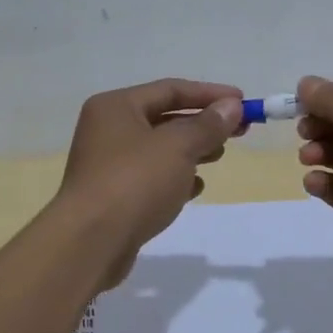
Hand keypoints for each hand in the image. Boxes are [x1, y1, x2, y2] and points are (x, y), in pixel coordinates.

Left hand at [55, 78, 244, 290]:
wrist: (90, 243)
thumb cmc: (134, 182)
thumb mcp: (178, 147)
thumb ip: (208, 125)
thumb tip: (232, 106)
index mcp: (116, 107)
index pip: (170, 89)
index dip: (209, 94)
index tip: (243, 102)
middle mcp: (108, 129)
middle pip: (165, 118)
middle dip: (203, 123)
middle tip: (239, 130)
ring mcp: (109, 164)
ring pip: (160, 149)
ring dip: (192, 150)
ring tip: (220, 155)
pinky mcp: (114, 196)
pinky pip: (151, 177)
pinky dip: (175, 178)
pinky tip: (196, 188)